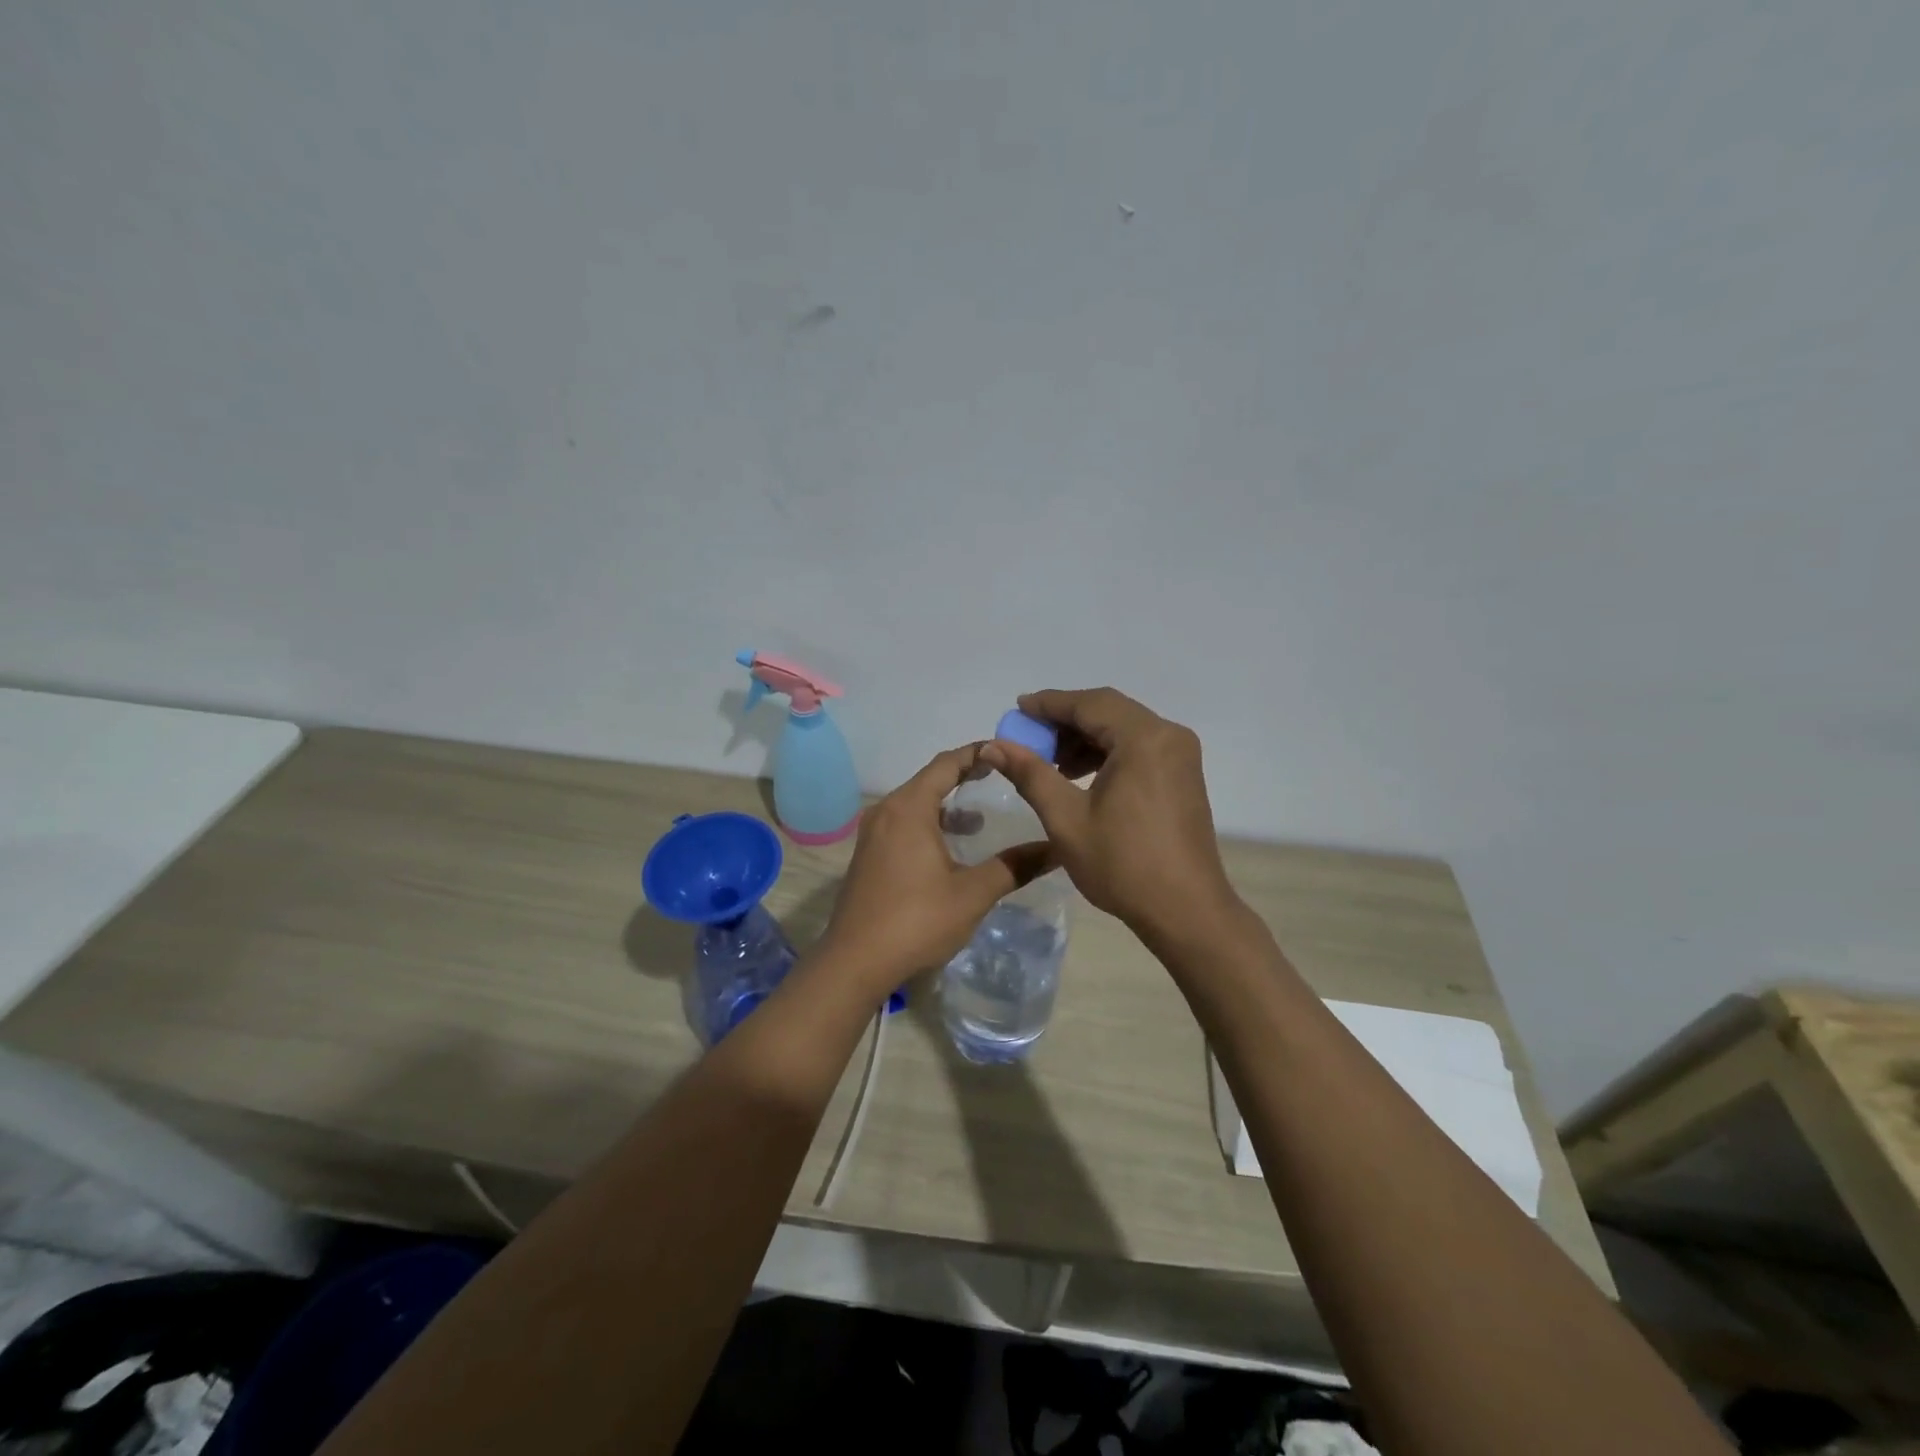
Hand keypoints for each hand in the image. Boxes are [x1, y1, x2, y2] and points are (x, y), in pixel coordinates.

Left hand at [819, 745, 1053, 990]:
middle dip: (965, 776)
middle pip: (929, 779)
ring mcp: (873, 833)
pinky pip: (903, 823)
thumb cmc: (916, 920)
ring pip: (915, 803)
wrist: (854, 962)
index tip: (1007, 752)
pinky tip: (950, 846)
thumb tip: (1056, 849)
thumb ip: (1014, 867)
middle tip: (1002, 778)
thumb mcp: (973, 893)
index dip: (978, 753)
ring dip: (946, 803)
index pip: (947, 763)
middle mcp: (887, 811)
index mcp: (909, 808)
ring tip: (980, 815)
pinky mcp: (868, 855)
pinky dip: (929, 823)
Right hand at [980, 688, 1237, 943]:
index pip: (1089, 704)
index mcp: (1143, 739)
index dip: (1049, 704)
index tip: (1017, 710)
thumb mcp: (1066, 819)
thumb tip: (993, 746)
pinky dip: (1106, 754)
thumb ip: (1030, 774)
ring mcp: (1180, 755)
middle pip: (1108, 711)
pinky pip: (1138, 748)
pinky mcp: (1183, 775)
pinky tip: (1079, 776)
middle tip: (1028, 738)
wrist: (1185, 910)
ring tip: (1050, 763)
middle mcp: (1168, 736)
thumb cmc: (1123, 864)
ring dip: (1085, 738)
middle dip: (1065, 721)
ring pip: (1123, 729)